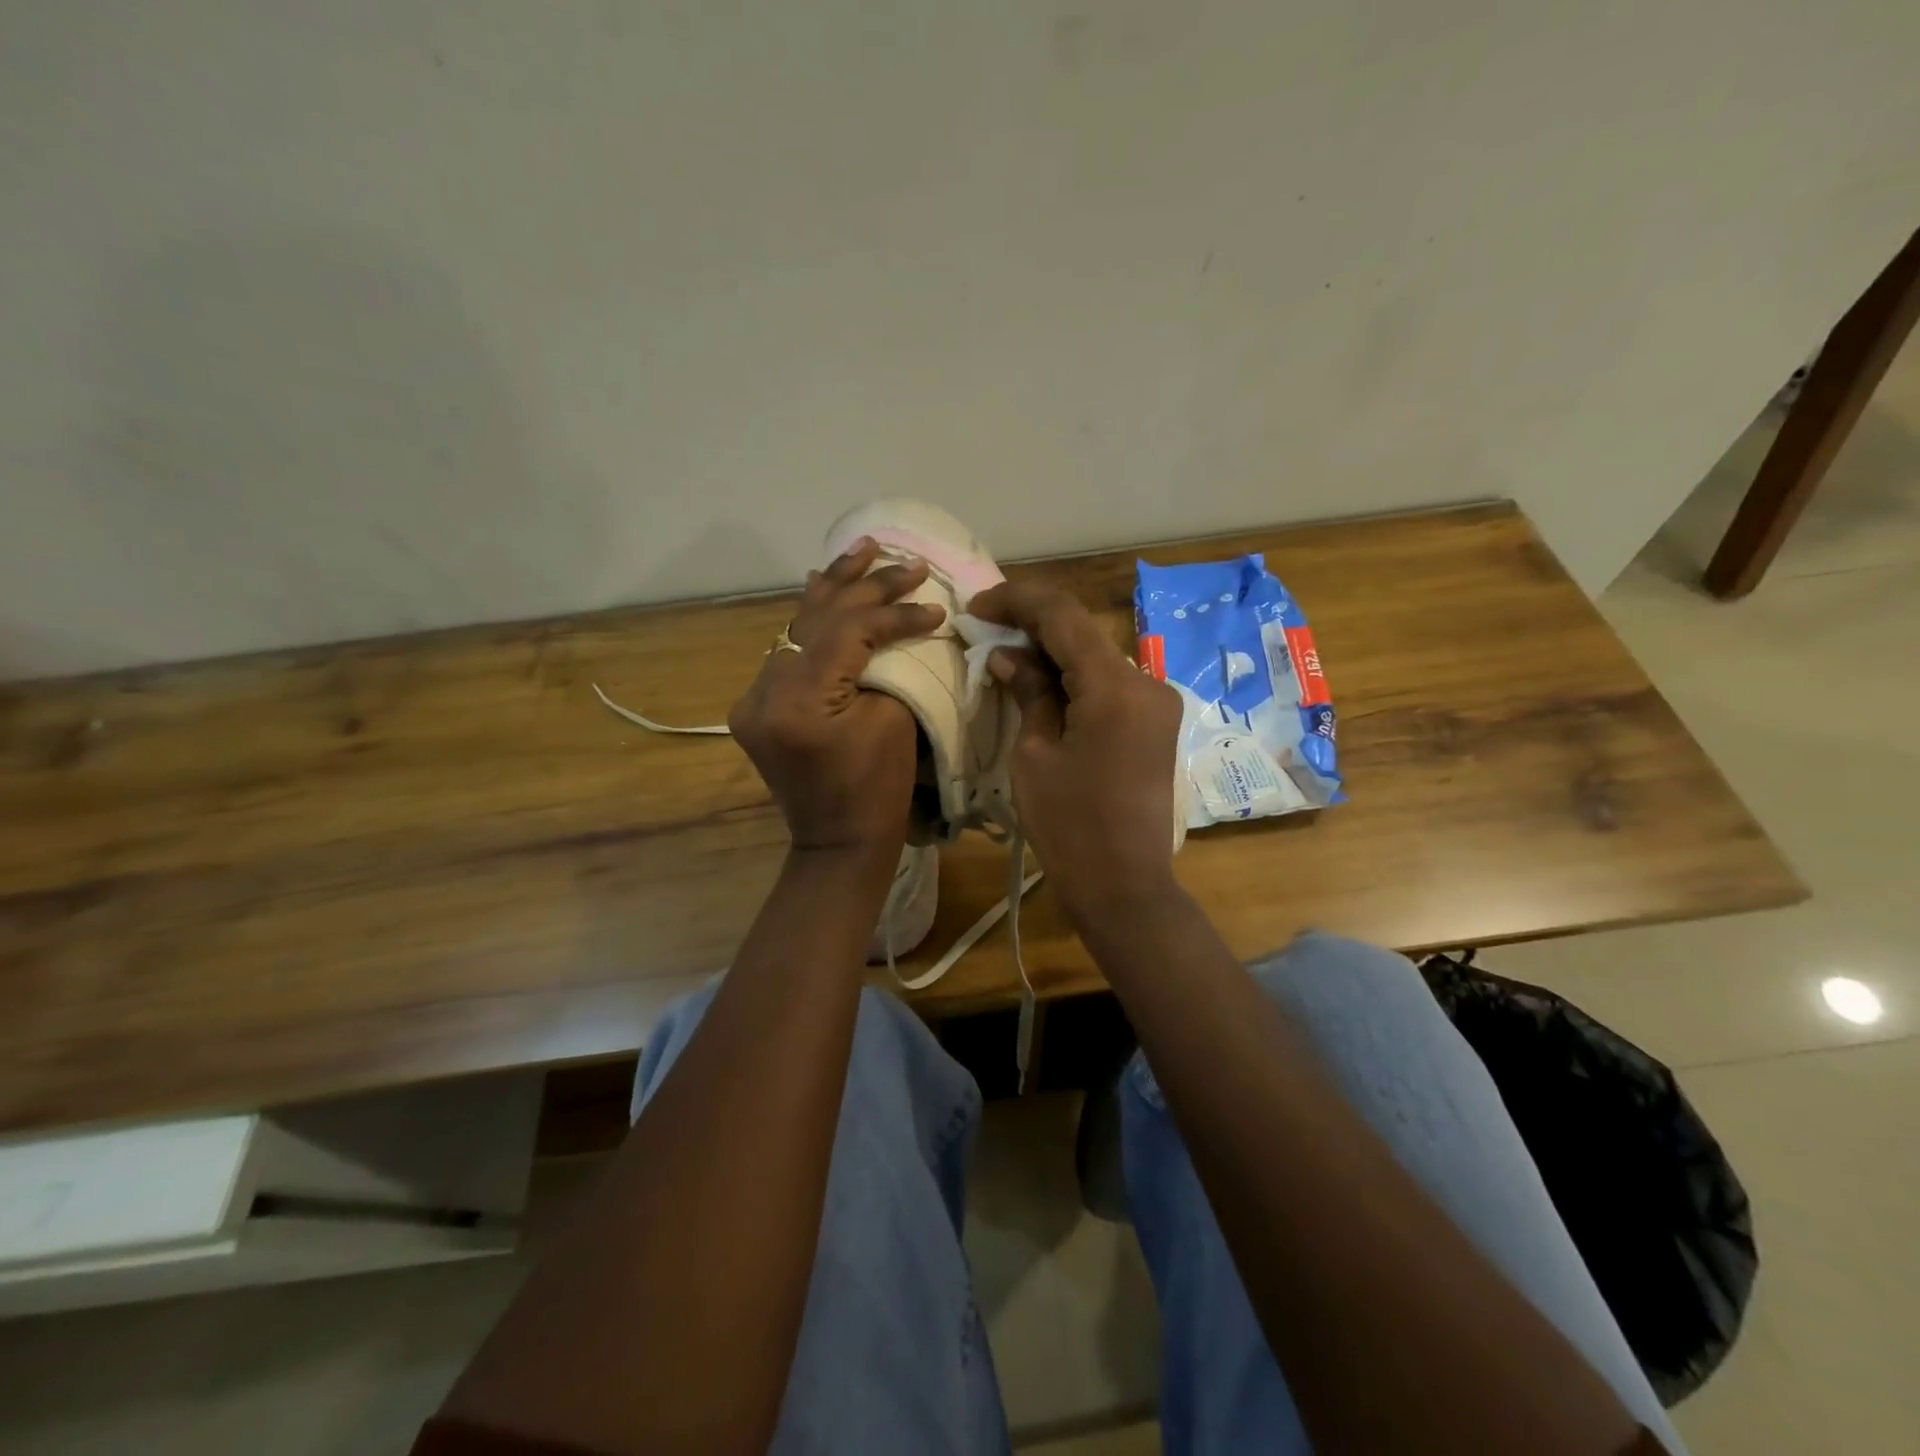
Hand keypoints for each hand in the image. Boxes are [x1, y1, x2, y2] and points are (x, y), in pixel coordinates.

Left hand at [729, 538, 944, 854]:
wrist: (838, 843)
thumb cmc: (878, 791)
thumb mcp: (894, 722)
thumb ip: (887, 665)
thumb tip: (895, 628)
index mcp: (799, 701)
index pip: (849, 632)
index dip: (894, 612)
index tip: (934, 603)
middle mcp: (764, 691)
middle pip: (817, 620)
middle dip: (864, 586)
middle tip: (902, 558)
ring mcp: (753, 698)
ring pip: (797, 628)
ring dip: (833, 589)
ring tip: (862, 549)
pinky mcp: (757, 705)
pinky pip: (788, 651)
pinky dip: (812, 621)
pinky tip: (822, 586)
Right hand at [968, 580, 1183, 925]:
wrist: (1124, 885)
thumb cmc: (1069, 826)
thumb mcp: (1035, 754)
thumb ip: (1027, 691)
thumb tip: (1007, 655)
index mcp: (1115, 686)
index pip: (1062, 615)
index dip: (1016, 602)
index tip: (977, 609)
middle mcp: (1147, 681)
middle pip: (1082, 632)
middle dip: (1032, 626)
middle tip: (986, 632)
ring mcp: (1158, 701)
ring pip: (1097, 655)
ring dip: (1053, 652)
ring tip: (1007, 660)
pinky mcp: (1157, 722)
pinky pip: (1111, 683)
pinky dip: (1076, 677)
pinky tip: (1044, 686)